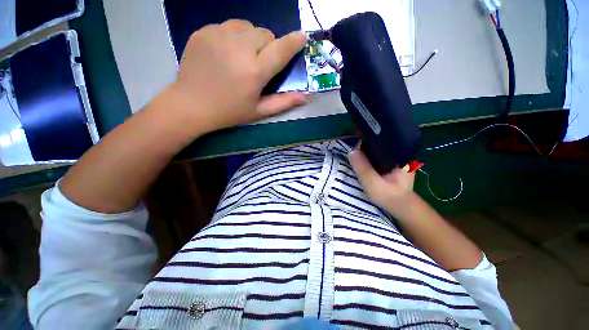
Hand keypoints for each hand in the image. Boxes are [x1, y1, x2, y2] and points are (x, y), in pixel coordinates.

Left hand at [160, 20, 307, 137]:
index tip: (302, 36)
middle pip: (265, 34)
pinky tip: (226, 53)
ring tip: (243, 56)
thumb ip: (283, 102)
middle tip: (260, 63)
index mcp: (254, 71)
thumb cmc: (229, 112)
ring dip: (251, 38)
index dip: (294, 42)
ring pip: (247, 26)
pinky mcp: (204, 31)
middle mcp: (239, 48)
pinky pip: (228, 26)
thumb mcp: (259, 111)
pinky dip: (233, 36)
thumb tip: (305, 97)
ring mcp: (218, 36)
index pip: (281, 49)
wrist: (191, 105)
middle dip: (269, 46)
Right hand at [348, 148, 415, 214]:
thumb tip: (351, 152)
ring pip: (377, 150)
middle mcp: (399, 153)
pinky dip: (369, 159)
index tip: (355, 151)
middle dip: (364, 149)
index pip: (380, 141)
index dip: (365, 143)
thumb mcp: (373, 184)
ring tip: (357, 159)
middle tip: (354, 157)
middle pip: (378, 144)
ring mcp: (395, 158)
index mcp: (400, 155)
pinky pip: (377, 156)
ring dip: (366, 154)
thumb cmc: (389, 197)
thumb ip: (363, 168)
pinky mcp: (391, 164)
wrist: (401, 208)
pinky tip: (363, 163)